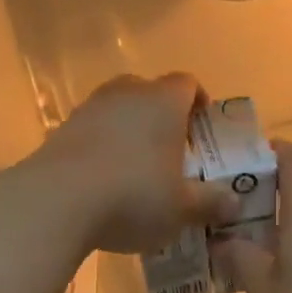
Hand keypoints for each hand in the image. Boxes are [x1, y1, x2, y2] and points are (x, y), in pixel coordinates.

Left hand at [35, 74, 230, 254]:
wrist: (57, 202)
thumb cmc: (133, 197)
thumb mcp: (181, 209)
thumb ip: (210, 203)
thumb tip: (234, 202)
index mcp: (163, 102)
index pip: (187, 83)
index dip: (198, 101)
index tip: (202, 125)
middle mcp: (125, 95)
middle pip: (148, 91)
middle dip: (161, 115)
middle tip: (170, 148)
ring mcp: (88, 110)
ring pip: (116, 110)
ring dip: (127, 131)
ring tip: (135, 167)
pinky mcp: (59, 132)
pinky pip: (90, 133)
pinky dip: (100, 149)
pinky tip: (103, 182)